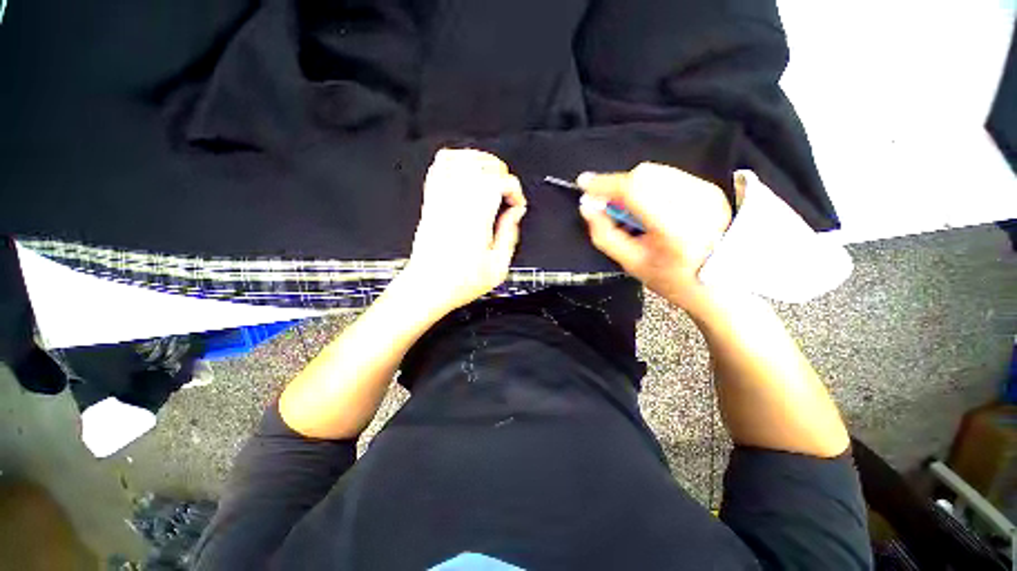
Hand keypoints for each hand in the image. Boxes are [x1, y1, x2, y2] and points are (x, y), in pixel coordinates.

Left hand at [399, 148, 526, 315]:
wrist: (427, 287)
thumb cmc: (458, 282)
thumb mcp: (498, 268)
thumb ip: (510, 236)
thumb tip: (514, 214)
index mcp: (476, 218)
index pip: (499, 182)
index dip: (514, 190)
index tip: (516, 207)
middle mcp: (457, 203)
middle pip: (480, 164)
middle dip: (501, 172)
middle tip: (506, 191)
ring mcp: (440, 200)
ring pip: (459, 159)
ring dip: (479, 162)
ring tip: (490, 176)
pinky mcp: (430, 201)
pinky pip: (439, 167)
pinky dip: (455, 161)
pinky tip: (466, 172)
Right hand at [578, 162, 731, 313]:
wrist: (723, 284)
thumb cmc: (671, 279)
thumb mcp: (630, 263)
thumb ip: (604, 234)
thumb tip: (587, 205)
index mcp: (674, 227)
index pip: (634, 190)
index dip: (605, 183)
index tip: (583, 183)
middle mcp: (694, 201)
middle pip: (644, 175)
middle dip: (618, 185)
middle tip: (607, 206)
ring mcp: (706, 191)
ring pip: (656, 172)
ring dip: (633, 186)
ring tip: (629, 212)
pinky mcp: (710, 188)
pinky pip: (668, 176)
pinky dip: (649, 187)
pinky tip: (648, 208)